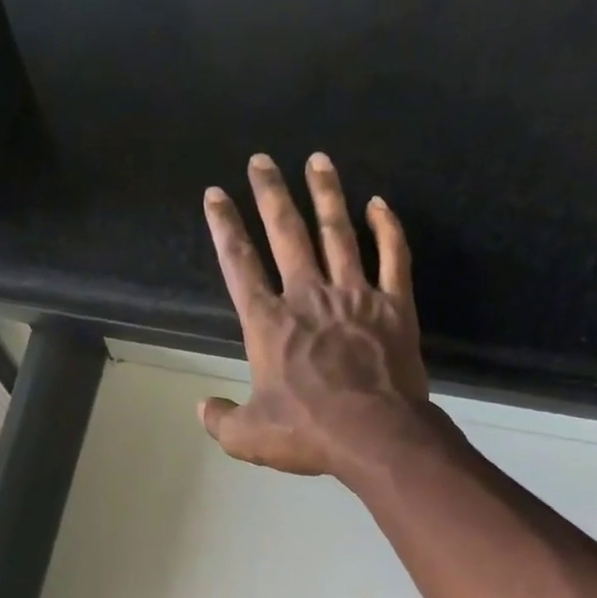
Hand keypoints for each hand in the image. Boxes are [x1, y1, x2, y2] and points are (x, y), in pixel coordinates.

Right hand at [200, 152, 440, 478]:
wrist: (374, 435)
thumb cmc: (307, 433)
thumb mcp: (248, 438)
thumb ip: (221, 420)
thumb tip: (202, 408)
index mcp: (269, 324)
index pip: (239, 265)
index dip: (224, 228)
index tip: (215, 195)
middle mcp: (308, 297)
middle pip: (287, 233)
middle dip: (270, 194)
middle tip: (261, 160)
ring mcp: (354, 296)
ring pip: (338, 232)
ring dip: (326, 194)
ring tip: (318, 160)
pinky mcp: (394, 305)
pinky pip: (393, 256)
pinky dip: (387, 228)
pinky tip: (379, 204)